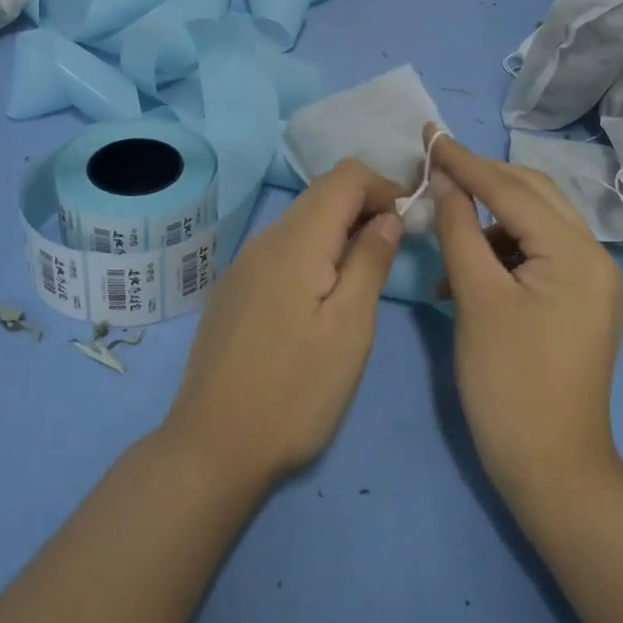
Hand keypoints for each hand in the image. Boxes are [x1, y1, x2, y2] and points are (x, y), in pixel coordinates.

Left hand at [159, 159, 405, 491]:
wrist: (213, 446)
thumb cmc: (294, 391)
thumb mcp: (350, 328)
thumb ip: (370, 261)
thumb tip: (388, 215)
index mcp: (295, 240)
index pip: (345, 176)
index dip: (383, 186)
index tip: (410, 220)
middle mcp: (264, 239)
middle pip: (321, 194)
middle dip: (364, 205)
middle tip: (395, 245)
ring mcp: (243, 264)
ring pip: (300, 221)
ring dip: (339, 230)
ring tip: (365, 271)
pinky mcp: (233, 289)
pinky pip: (281, 249)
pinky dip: (313, 251)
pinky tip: (322, 293)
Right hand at [428, 128, 622, 506]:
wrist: (552, 471)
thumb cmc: (508, 383)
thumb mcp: (476, 298)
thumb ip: (459, 229)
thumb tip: (443, 179)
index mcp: (576, 253)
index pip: (512, 189)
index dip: (465, 161)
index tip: (429, 134)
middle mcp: (594, 258)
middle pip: (532, 196)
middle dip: (483, 179)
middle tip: (435, 167)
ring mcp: (590, 282)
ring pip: (533, 225)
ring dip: (488, 220)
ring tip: (444, 232)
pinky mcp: (578, 304)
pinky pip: (536, 257)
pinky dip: (499, 253)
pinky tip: (463, 274)